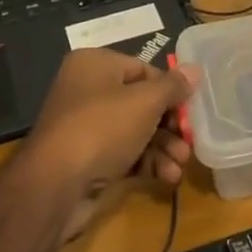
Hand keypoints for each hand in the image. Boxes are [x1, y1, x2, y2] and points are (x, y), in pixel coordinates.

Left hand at [20, 49, 199, 240]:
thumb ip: (173, 86)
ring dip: (163, 147)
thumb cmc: (102, 128)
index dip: (170, 90)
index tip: (190, 109)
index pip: (143, 70)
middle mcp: (87, 90)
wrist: (55, 186)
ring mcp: (86, 127)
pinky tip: (168, 177)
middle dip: (169, 125)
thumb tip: (195, 69)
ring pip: (136, 131)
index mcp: (95, 65)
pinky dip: (147, 163)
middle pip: (142, 103)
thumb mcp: (145, 101)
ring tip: (181, 164)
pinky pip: (125, 154)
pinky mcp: (88, 159)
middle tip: (189, 141)